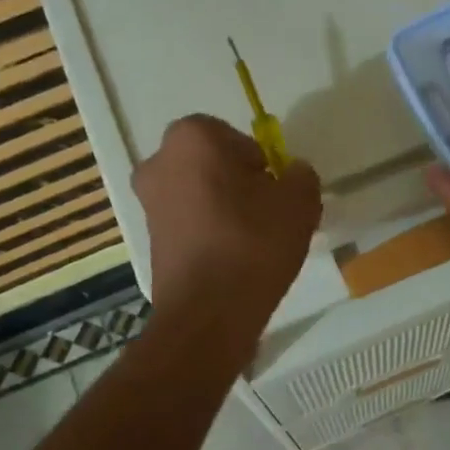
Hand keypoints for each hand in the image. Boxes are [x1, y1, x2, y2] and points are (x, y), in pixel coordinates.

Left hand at [133, 114, 321, 338]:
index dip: (260, 162)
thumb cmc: (253, 244)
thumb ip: (301, 176)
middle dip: (239, 183)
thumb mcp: (299, 202)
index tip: (275, 191)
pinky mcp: (149, 239)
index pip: (234, 137)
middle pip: (212, 164)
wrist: (209, 313)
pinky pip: (189, 223)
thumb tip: (291, 175)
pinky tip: (232, 260)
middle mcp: (159, 162)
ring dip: (223, 209)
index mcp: (192, 138)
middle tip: (268, 214)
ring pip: (199, 194)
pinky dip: (208, 233)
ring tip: (253, 242)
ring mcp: (148, 202)